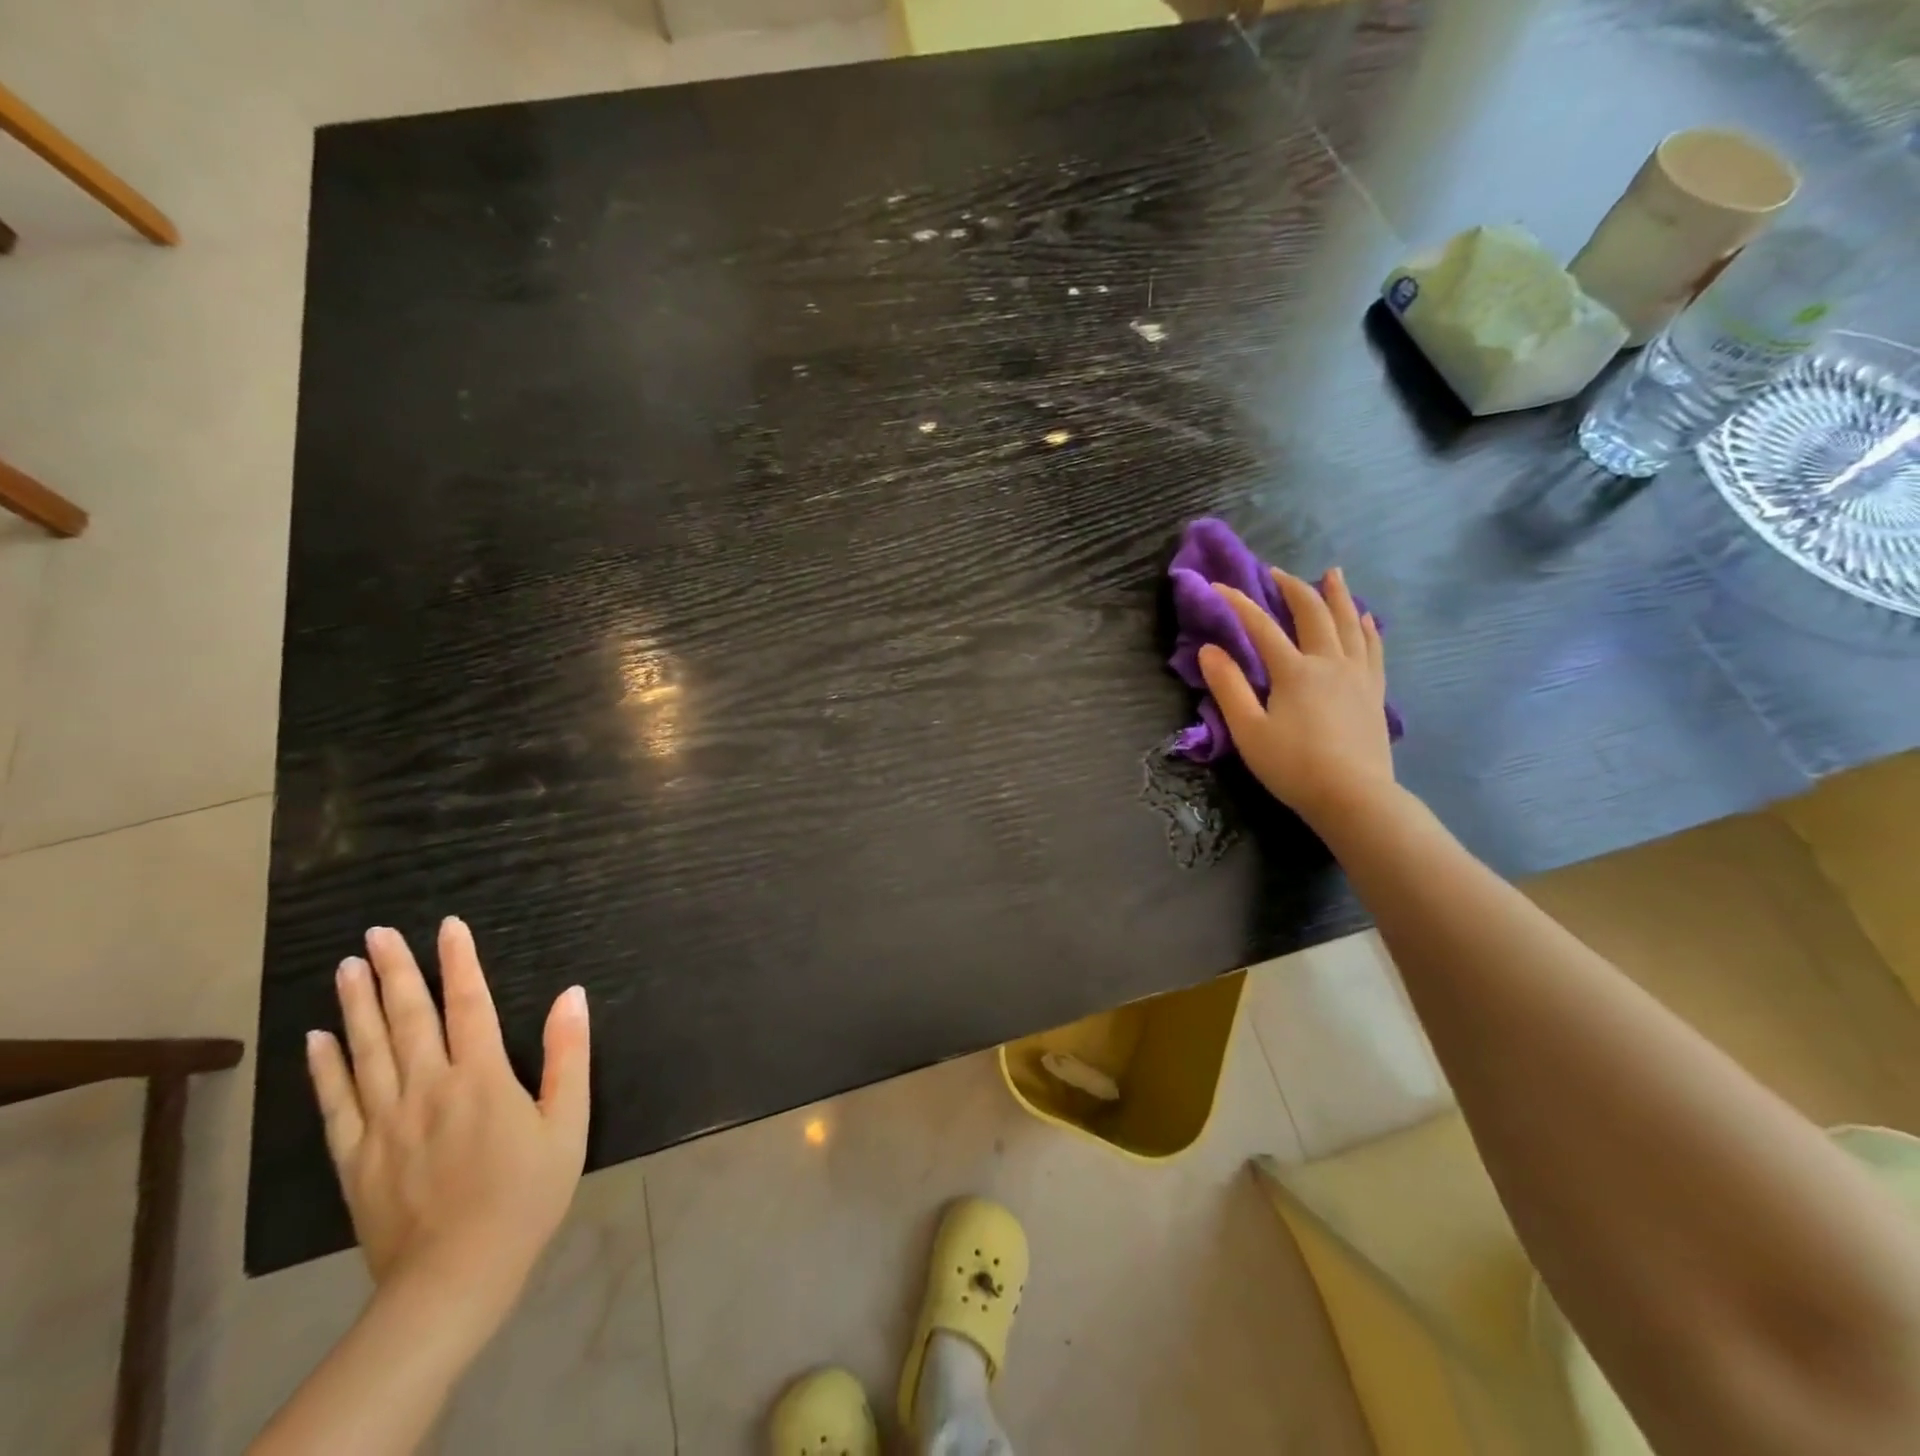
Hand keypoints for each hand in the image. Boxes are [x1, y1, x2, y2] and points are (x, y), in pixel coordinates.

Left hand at [306, 918, 589, 1321]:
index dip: (460, 961)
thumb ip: (568, 1056)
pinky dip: (325, 1067)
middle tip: (377, 933)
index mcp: (481, 1077)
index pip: (469, 1004)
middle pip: (408, 1018)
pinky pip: (336, 1102)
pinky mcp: (356, 1157)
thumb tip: (572, 995)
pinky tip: (317, 1038)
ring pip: (366, 1051)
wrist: (455, 1277)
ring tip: (348, 967)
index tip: (448, 926)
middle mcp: (427, 1088)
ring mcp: (385, 1122)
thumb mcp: (567, 1124)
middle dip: (395, 971)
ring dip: (356, 1005)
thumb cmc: (525, 1195)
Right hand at [1198, 566, 1395, 829]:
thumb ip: (1228, 687)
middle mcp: (1329, 662)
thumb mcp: (1248, 730)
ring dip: (1337, 595)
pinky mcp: (1373, 692)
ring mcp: (1357, 675)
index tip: (1218, 586)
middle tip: (1277, 572)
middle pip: (1312, 613)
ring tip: (1332, 574)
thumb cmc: (1293, 766)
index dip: (1238, 603)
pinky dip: (1366, 628)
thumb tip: (1209, 650)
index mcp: (1294, 671)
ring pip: (1348, 623)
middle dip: (1292, 588)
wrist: (1353, 796)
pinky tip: (1364, 619)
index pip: (1261, 626)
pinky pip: (1372, 648)